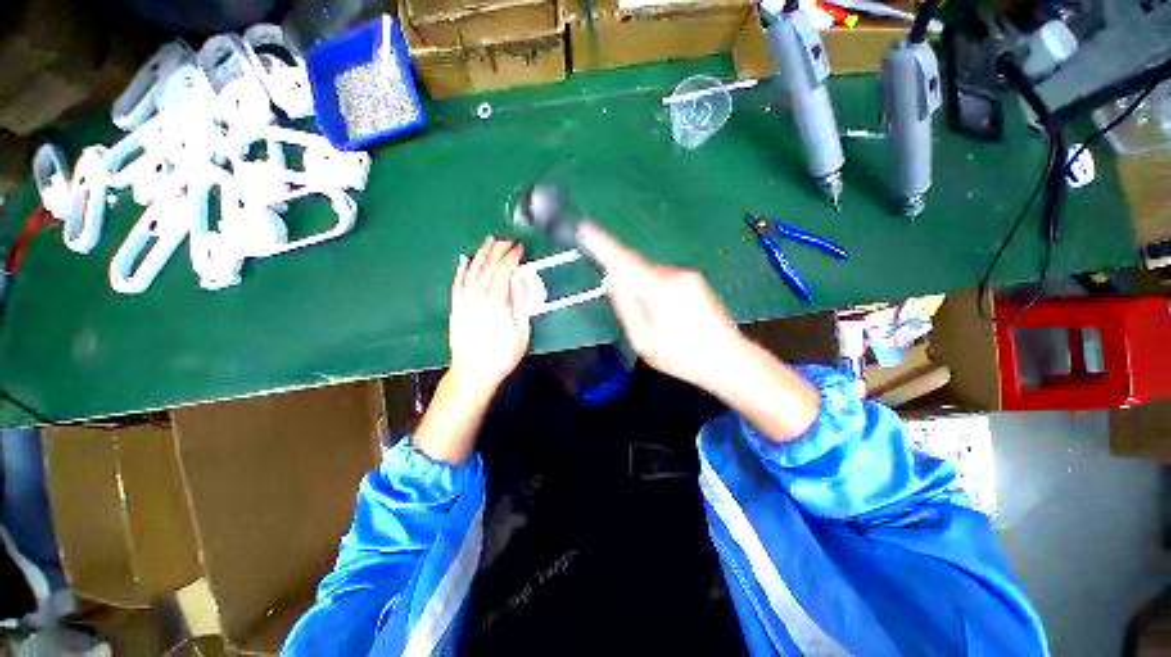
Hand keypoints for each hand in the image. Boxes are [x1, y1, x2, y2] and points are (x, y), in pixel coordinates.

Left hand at [448, 237, 529, 398]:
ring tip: (488, 242)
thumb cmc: (502, 355)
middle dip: (498, 250)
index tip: (520, 249)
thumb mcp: (521, 331)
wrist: (473, 373)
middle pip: (487, 266)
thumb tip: (521, 281)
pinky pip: (457, 284)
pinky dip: (461, 270)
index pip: (504, 270)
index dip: (512, 257)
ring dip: (480, 254)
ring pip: (471, 271)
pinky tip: (463, 260)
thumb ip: (521, 303)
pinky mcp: (456, 308)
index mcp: (496, 301)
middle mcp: (477, 296)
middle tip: (507, 241)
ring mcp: (463, 301)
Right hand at [577, 223, 746, 389]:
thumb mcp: (644, 340)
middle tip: (636, 316)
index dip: (603, 245)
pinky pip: (665, 279)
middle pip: (638, 269)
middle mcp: (675, 274)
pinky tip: (668, 317)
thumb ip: (626, 307)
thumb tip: (612, 280)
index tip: (585, 228)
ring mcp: (689, 275)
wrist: (730, 360)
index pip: (625, 261)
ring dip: (645, 291)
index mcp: (660, 289)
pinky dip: (657, 292)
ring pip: (652, 274)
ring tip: (657, 324)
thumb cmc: (682, 356)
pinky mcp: (696, 280)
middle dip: (627, 283)